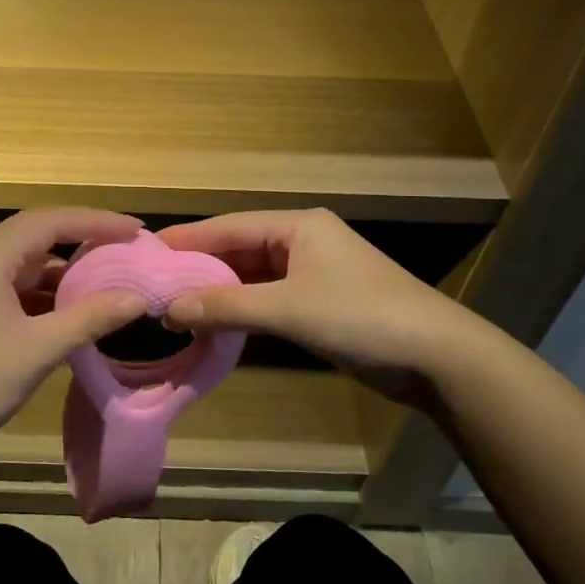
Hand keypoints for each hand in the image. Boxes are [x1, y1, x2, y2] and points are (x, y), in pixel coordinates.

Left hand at [0, 209, 148, 465]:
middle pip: (35, 234)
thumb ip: (91, 318)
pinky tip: (70, 309)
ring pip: (24, 262)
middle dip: (82, 238)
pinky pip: (13, 286)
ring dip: (63, 268)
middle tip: (124, 248)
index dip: (96, 222)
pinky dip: (44, 292)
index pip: (49, 221)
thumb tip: (138, 298)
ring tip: (106, 277)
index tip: (135, 231)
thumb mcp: (39, 349)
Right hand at [156, 209, 464, 390]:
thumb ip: (228, 307)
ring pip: (253, 276)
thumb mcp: (289, 310)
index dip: (186, 241)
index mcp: (297, 226)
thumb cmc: (362, 317)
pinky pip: (269, 299)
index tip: (145, 253)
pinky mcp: (321, 303)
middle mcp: (302, 241)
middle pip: (238, 249)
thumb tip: (170, 310)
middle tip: (153, 284)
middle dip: (199, 268)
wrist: (438, 357)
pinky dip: (242, 309)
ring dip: (219, 292)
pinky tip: (214, 322)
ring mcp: (313, 273)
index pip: (228, 227)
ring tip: (173, 305)